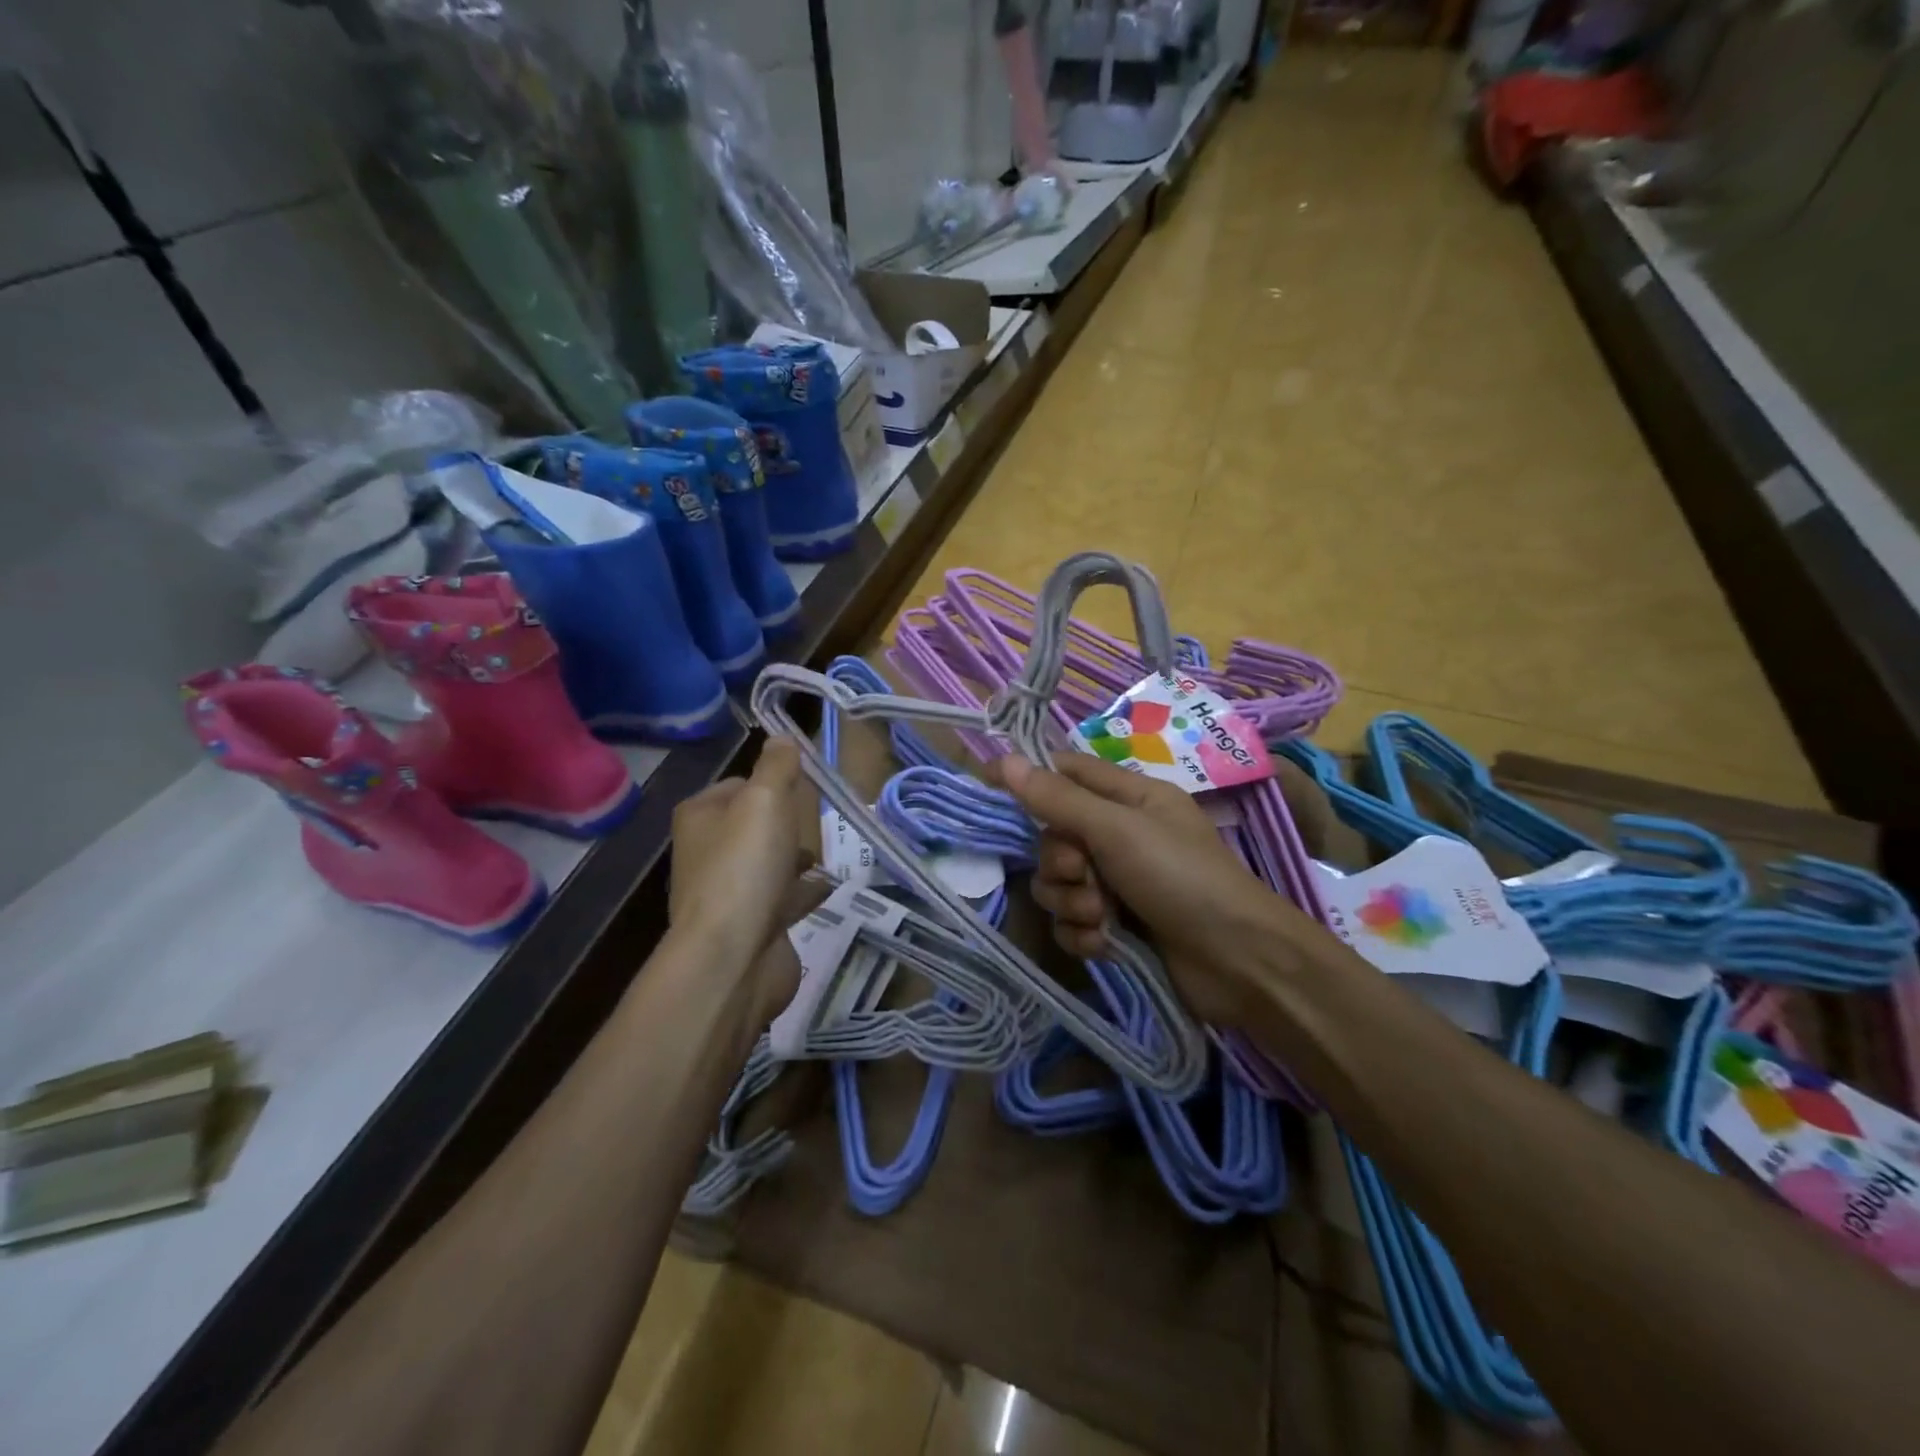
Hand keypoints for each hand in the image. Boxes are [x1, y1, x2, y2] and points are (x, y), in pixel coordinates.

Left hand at [669, 739, 816, 1019]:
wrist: (734, 956)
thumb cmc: (746, 866)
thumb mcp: (765, 800)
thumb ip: (777, 766)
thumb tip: (782, 738)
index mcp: (701, 818)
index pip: (737, 785)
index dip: (769, 781)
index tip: (802, 784)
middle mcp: (708, 853)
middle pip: (753, 825)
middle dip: (784, 822)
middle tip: (815, 819)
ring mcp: (729, 894)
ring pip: (768, 863)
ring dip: (794, 858)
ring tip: (823, 854)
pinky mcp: (753, 927)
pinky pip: (783, 899)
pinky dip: (804, 892)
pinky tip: (827, 887)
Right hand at [994, 753, 1315, 1025]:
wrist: (1238, 961)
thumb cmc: (1181, 877)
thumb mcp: (1118, 829)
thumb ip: (1059, 799)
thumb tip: (1005, 761)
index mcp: (1128, 799)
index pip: (1066, 773)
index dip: (1030, 779)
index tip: (989, 788)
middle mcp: (1119, 837)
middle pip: (1053, 838)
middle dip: (1060, 862)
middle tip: (1084, 874)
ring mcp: (1117, 885)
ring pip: (1058, 885)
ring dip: (1073, 902)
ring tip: (1104, 916)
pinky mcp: (1116, 928)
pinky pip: (1072, 923)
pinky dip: (1084, 934)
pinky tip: (1107, 944)